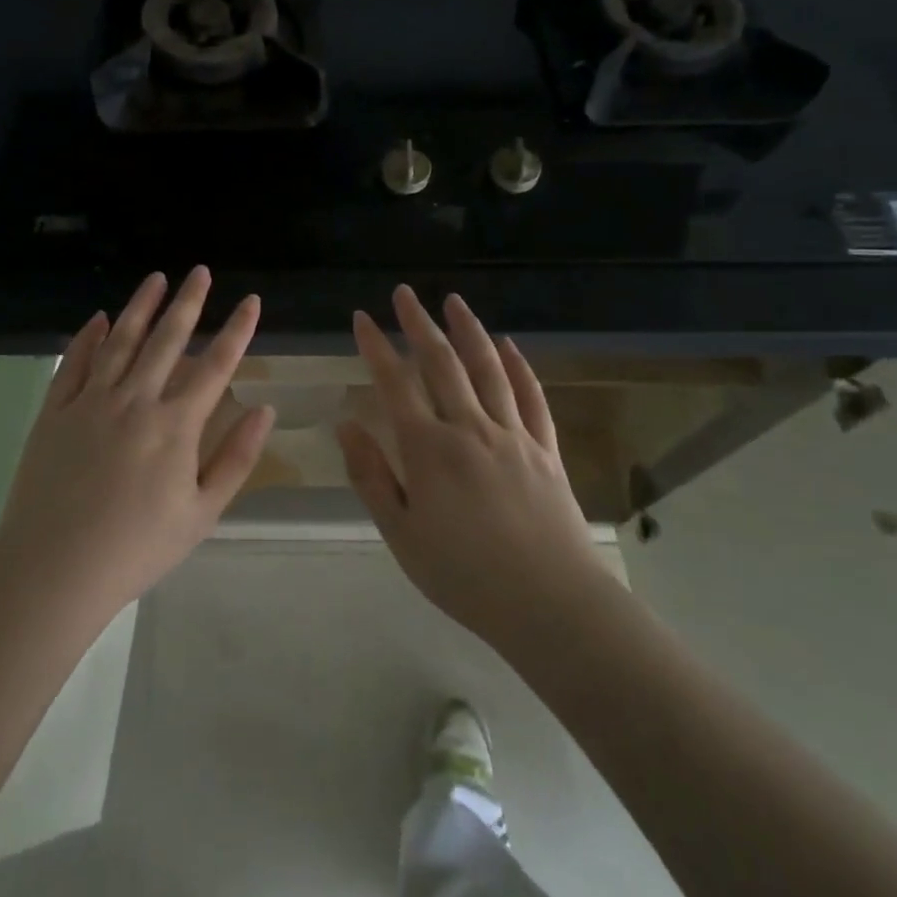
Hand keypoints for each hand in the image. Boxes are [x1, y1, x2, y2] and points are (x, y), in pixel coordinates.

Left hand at [0, 267, 274, 622]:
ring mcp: (90, 401)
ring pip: (120, 340)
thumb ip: (236, 458)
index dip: (237, 330)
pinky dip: (88, 337)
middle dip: (189, 302)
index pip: (215, 364)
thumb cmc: (137, 548)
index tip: (250, 300)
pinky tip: (99, 318)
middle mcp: (135, 400)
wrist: (53, 570)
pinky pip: (74, 363)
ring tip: (156, 278)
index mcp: (175, 424)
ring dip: (141, 307)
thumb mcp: (202, 514)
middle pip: (168, 340)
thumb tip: (266, 410)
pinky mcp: (54, 411)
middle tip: (200, 271)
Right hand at [337, 285, 603, 644]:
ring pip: (487, 368)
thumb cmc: (463, 575)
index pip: (395, 383)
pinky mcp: (545, 448)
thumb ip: (371, 476)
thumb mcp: (400, 533)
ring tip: (453, 301)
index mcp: (429, 449)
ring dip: (468, 330)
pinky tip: (509, 345)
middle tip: (403, 293)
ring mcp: (512, 434)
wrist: (550, 603)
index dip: (375, 347)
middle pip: (441, 363)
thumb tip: (346, 425)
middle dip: (418, 324)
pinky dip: (519, 366)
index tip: (360, 318)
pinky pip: (530, 396)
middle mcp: (470, 428)